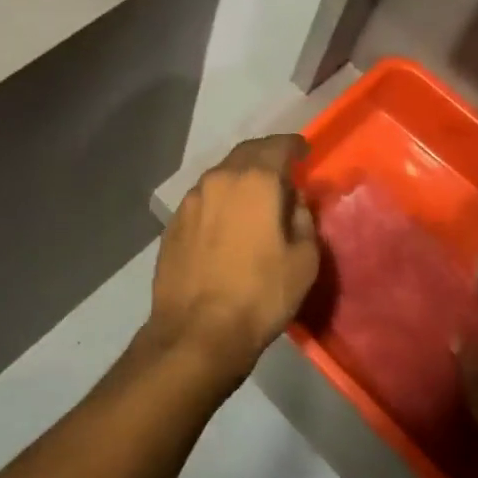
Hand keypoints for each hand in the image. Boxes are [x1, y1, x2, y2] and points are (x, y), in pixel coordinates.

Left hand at [146, 136, 319, 388]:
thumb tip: (292, 201)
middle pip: (246, 154)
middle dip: (266, 156)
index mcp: (255, 181)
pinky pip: (204, 200)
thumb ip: (303, 219)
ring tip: (254, 198)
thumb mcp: (304, 260)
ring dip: (240, 179)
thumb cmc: (261, 294)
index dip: (294, 146)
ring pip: (221, 176)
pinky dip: (220, 201)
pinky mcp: (174, 222)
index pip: (278, 146)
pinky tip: (227, 222)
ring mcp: (191, 200)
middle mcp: (219, 179)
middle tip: (281, 171)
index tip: (304, 152)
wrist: (197, 330)